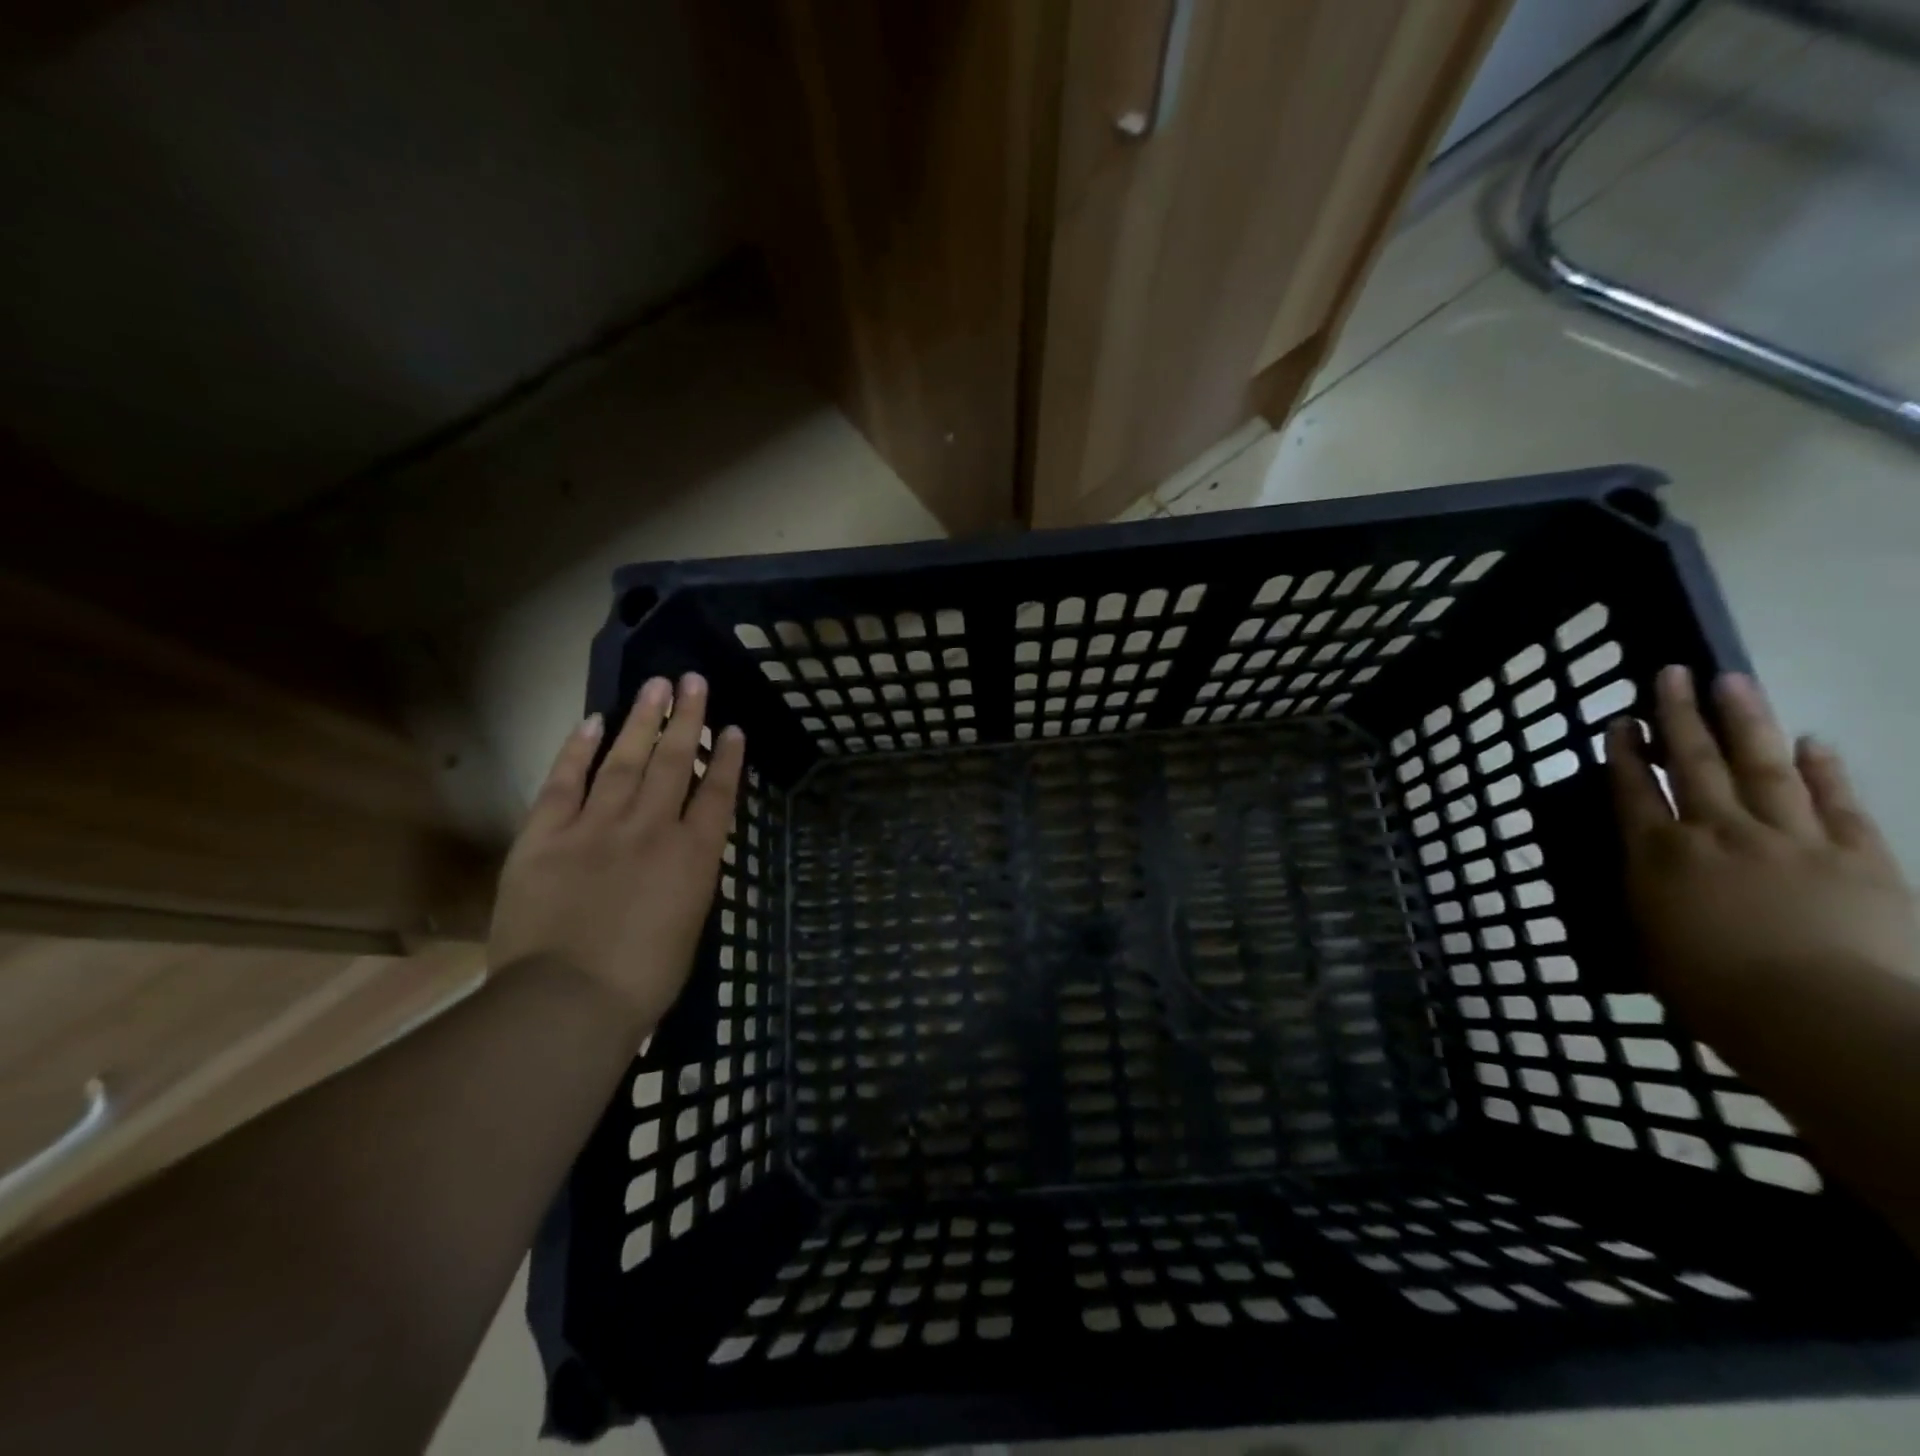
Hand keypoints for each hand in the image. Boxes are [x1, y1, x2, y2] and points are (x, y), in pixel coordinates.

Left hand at [488, 674, 745, 1029]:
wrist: (566, 1001)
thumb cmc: (642, 979)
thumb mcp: (689, 925)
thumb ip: (689, 878)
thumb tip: (685, 850)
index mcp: (693, 856)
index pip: (718, 793)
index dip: (727, 758)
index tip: (733, 728)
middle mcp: (652, 828)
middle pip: (674, 761)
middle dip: (688, 718)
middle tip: (693, 681)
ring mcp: (597, 826)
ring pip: (626, 759)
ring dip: (643, 719)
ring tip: (656, 686)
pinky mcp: (547, 834)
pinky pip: (565, 781)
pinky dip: (580, 749)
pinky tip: (594, 721)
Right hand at [1608, 666, 1919, 1037]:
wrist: (1823, 1019)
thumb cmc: (1716, 994)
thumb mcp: (1654, 947)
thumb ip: (1651, 902)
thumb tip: (1653, 880)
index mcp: (1659, 857)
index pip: (1633, 791)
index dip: (1624, 753)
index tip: (1620, 721)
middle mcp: (1717, 834)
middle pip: (1694, 762)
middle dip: (1679, 716)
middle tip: (1674, 673)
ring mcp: (1791, 840)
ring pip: (1761, 766)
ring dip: (1745, 721)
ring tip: (1733, 681)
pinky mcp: (1858, 857)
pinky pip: (1837, 803)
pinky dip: (1824, 770)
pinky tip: (1813, 742)